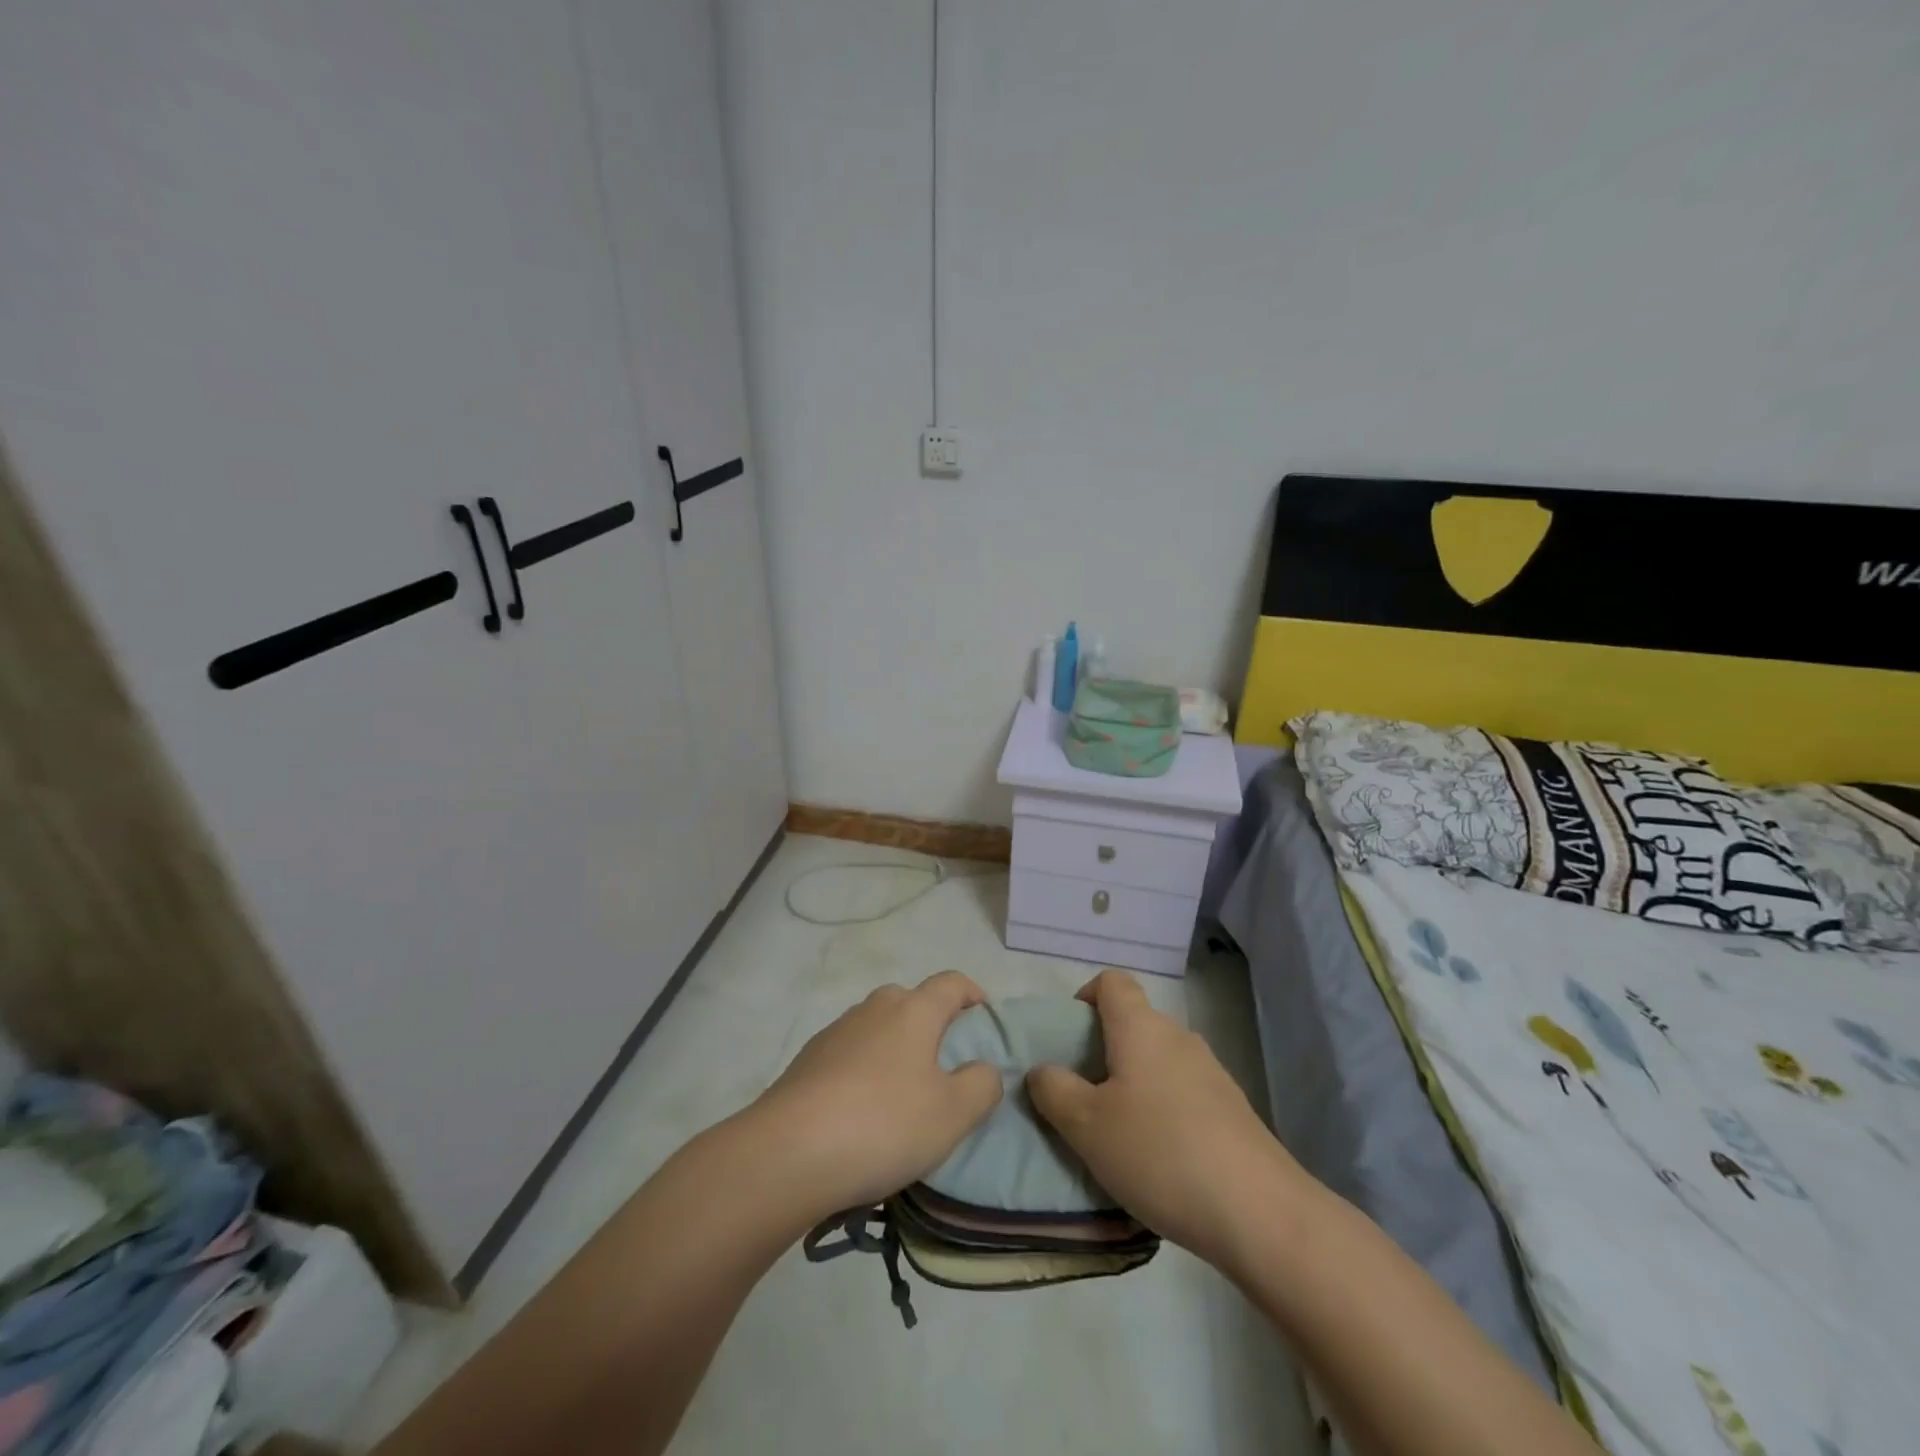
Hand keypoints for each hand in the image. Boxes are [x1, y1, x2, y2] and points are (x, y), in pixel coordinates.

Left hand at [751, 971, 1003, 1218]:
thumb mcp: (953, 1114)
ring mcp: (836, 1031)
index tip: (984, 1021)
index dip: (973, 995)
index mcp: (914, 1010)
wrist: (787, 1152)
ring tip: (902, 1097)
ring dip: (895, 1050)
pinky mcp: (807, 1059)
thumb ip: (982, 1084)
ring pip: (878, 1028)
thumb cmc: (883, 1124)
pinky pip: (850, 1054)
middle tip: (944, 1068)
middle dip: (932, 1025)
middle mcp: (874, 1008)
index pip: (952, 982)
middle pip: (912, 1002)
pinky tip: (861, 1112)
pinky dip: (864, 1071)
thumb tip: (982, 1068)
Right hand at [1027, 970, 1299, 1272]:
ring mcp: (1211, 1072)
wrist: (1259, 1211)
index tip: (1069, 1040)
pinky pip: (1183, 1092)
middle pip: (1133, 1023)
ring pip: (1158, 1061)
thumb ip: (1054, 1090)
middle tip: (1083, 1098)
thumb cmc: (1158, 1153)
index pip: (1112, 981)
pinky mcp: (1232, 1109)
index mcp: (1140, 1027)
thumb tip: (1042, 1070)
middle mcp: (1178, 1037)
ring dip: (1133, 1084)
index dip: (1085, 998)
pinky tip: (1160, 1159)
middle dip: (1103, 1052)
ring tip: (1118, 1135)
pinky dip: (1163, 1110)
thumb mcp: (1086, 1125)